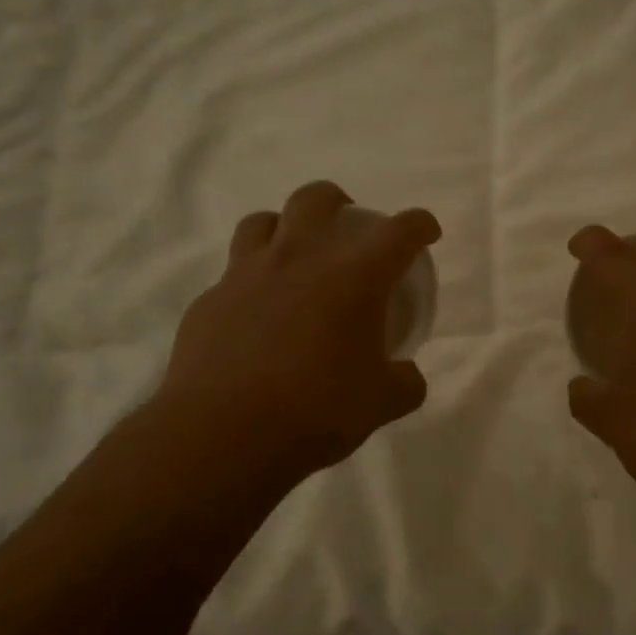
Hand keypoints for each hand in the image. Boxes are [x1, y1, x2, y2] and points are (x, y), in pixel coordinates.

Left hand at [147, 181, 439, 488]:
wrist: (224, 434)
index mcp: (353, 277)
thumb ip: (404, 382)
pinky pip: (232, 276)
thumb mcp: (382, 403)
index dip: (420, 225)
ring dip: (284, 229)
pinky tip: (255, 317)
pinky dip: (251, 284)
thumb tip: (406, 375)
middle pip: (315, 199)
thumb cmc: (317, 411)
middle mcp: (299, 259)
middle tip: (346, 226)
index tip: (426, 233)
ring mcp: (246, 275)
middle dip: (338, 203)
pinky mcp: (209, 301)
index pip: (399, 232)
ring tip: (293, 257)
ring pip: (261, 222)